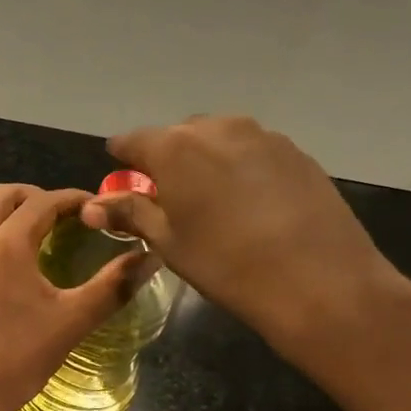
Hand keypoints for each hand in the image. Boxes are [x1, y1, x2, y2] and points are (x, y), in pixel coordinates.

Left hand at [0, 184, 142, 410]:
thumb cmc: (19, 359)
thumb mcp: (73, 322)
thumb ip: (113, 285)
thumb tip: (150, 257)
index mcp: (8, 244)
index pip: (43, 202)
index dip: (71, 199)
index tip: (92, 207)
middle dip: (31, 197)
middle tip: (57, 216)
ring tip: (19, 233)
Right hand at [83, 116, 410, 378]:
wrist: (319, 281)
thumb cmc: (226, 265)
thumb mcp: (169, 243)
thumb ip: (130, 214)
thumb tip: (91, 207)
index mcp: (174, 148)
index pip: (132, 141)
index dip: (123, 160)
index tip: (123, 179)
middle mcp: (216, 128)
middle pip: (178, 136)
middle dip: (167, 160)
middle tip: (171, 199)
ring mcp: (262, 135)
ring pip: (218, 139)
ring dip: (206, 161)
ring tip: (214, 201)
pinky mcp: (295, 151)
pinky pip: (253, 150)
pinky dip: (241, 168)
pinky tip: (252, 204)